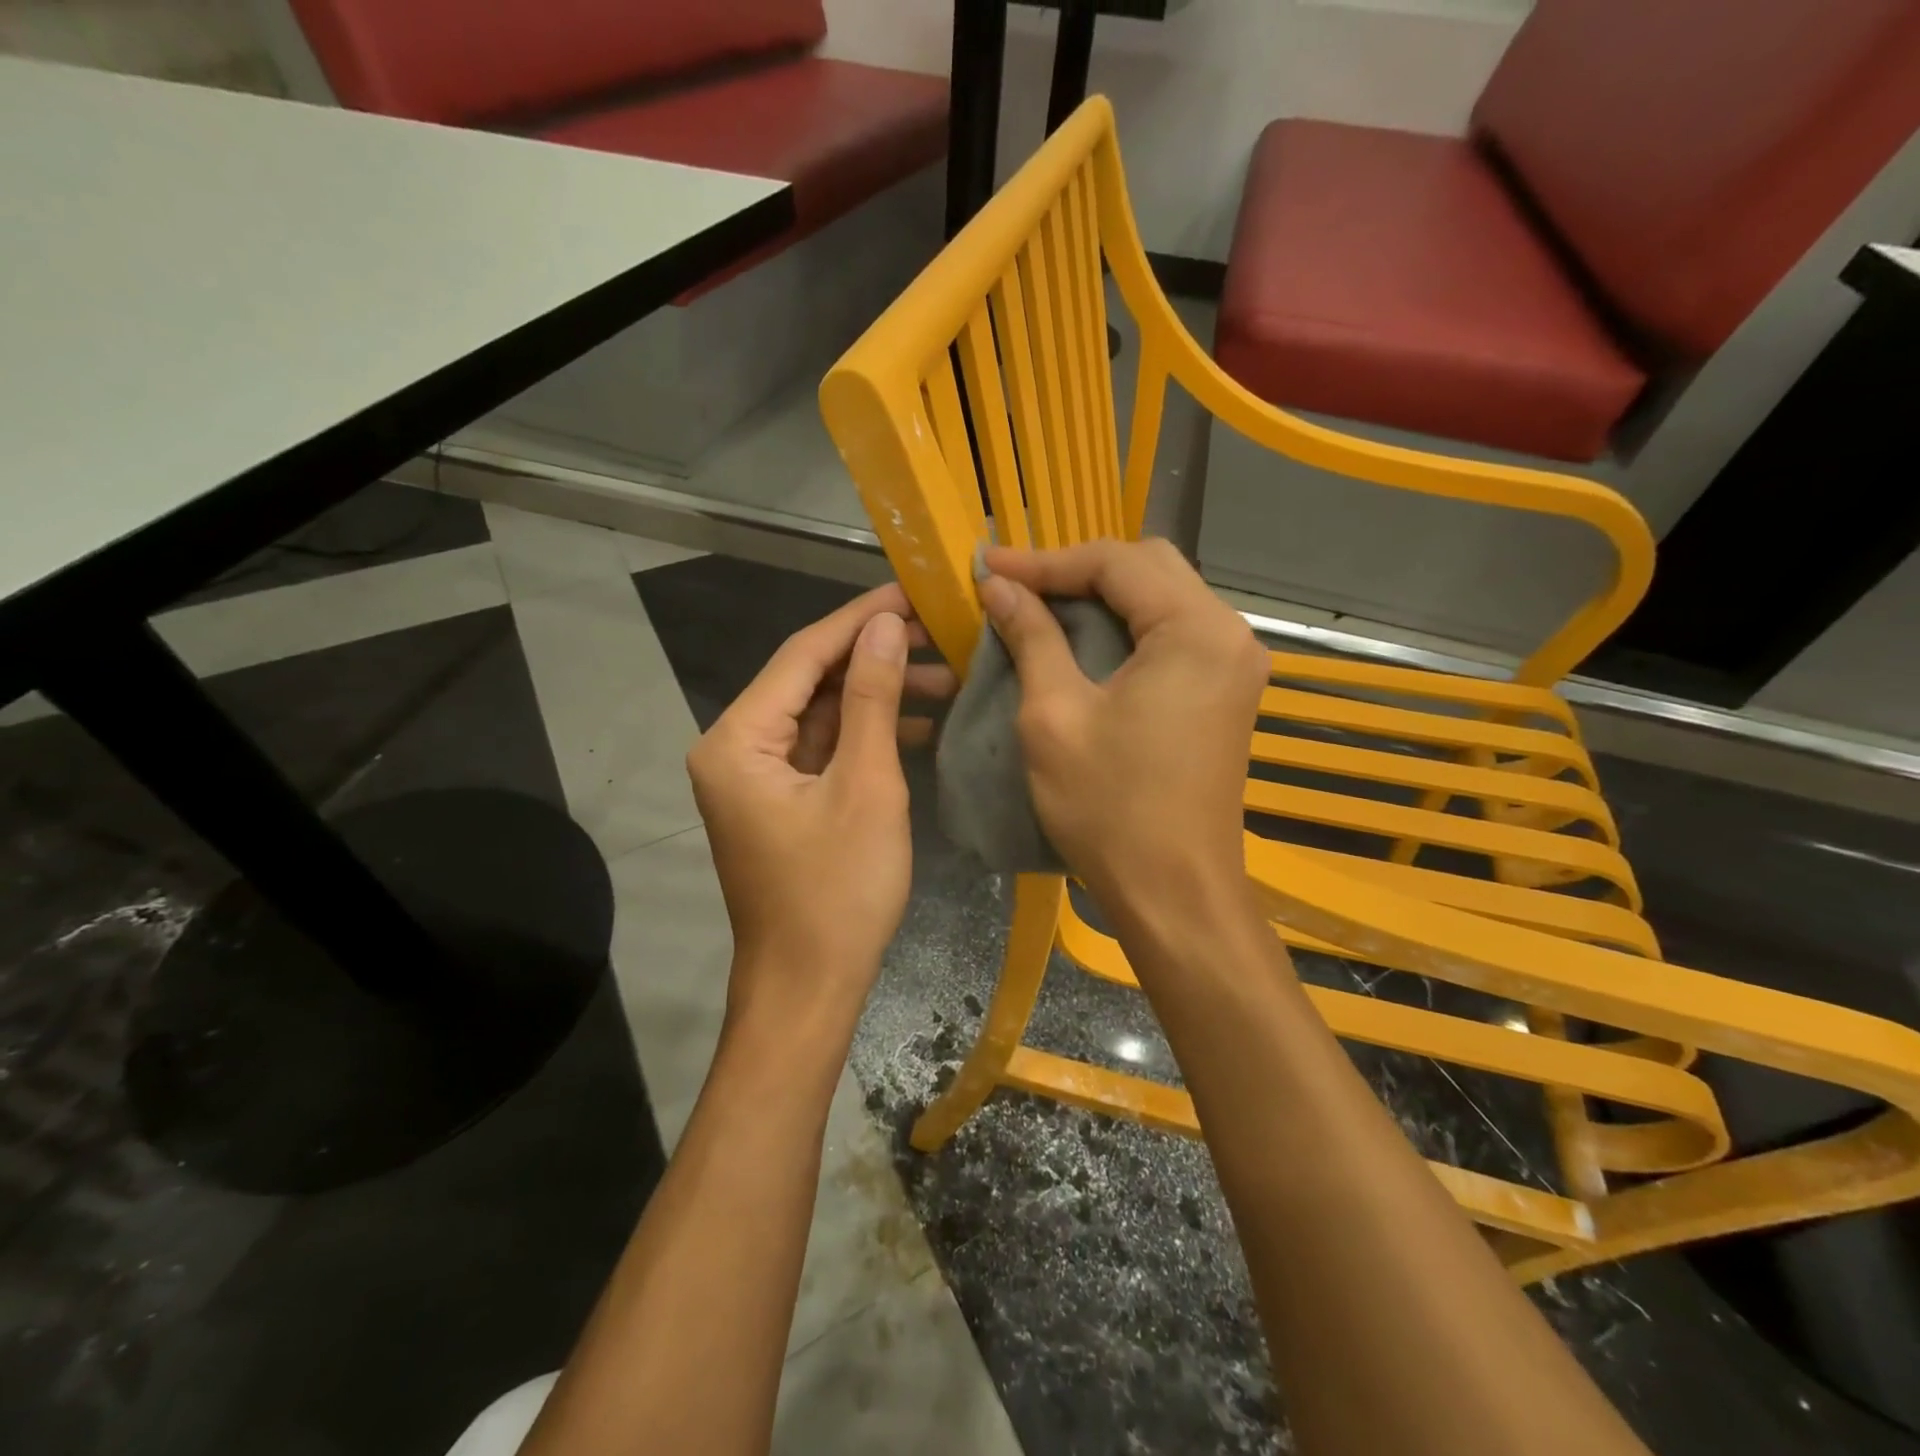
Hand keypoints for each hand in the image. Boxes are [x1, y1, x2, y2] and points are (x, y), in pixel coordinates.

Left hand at [687, 584, 955, 1033]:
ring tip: (944, 677)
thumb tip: (883, 624)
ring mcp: (757, 777)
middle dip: (874, 656)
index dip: (859, 618)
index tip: (913, 591)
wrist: (809, 988)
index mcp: (738, 739)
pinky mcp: (781, 801)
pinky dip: (866, 734)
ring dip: (877, 695)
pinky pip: (824, 749)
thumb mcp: (865, 786)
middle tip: (939, 634)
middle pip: (809, 680)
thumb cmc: (838, 891)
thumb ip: (870, 698)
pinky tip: (920, 725)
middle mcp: (735, 748)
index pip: (802, 654)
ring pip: (821, 714)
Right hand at [977, 539, 1267, 907]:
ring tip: (1038, 607)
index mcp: (1195, 629)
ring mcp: (1235, 664)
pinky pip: (1172, 633)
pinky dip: (1124, 627)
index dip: (1045, 560)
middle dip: (1076, 570)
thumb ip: (1031, 637)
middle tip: (1015, 586)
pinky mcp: (1226, 691)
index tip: (986, 566)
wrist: (1175, 892)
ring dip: (1100, 597)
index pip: (1116, 561)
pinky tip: (1082, 641)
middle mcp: (1229, 633)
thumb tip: (998, 586)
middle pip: (1148, 567)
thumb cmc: (1110, 807)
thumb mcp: (1054, 715)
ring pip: (1162, 597)